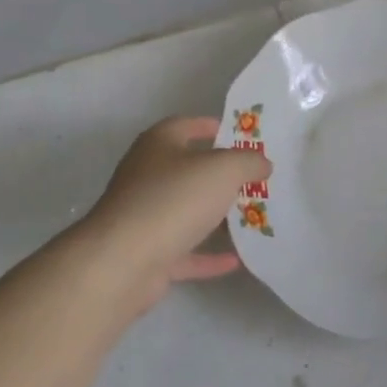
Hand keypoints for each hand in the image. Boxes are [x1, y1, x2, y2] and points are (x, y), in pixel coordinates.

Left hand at [65, 116, 269, 319]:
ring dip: (214, 215)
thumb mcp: (224, 169)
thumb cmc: (174, 199)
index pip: (186, 125)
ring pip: (185, 210)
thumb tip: (263, 163)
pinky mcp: (147, 253)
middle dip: (219, 173)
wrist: (123, 261)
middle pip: (187, 169)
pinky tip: (237, 260)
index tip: (240, 135)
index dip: (212, 126)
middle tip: (254, 178)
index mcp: (158, 145)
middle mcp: (146, 176)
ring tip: (251, 216)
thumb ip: (248, 162)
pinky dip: (208, 255)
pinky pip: (184, 251)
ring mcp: (144, 216)